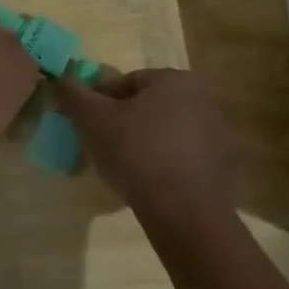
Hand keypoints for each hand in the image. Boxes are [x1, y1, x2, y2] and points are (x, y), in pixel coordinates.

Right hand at [55, 67, 240, 220]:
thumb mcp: (93, 121)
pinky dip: (169, 161)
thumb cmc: (136, 153)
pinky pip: (187, 154)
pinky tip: (153, 181)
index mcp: (174, 79)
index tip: (87, 124)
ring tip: (128, 167)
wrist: (183, 209)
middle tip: (105, 145)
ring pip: (170, 129)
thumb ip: (75, 95)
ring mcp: (219, 130)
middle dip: (127, 120)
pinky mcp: (225, 162)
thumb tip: (63, 79)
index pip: (127, 82)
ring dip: (149, 140)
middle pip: (151, 104)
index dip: (101, 101)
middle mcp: (204, 97)